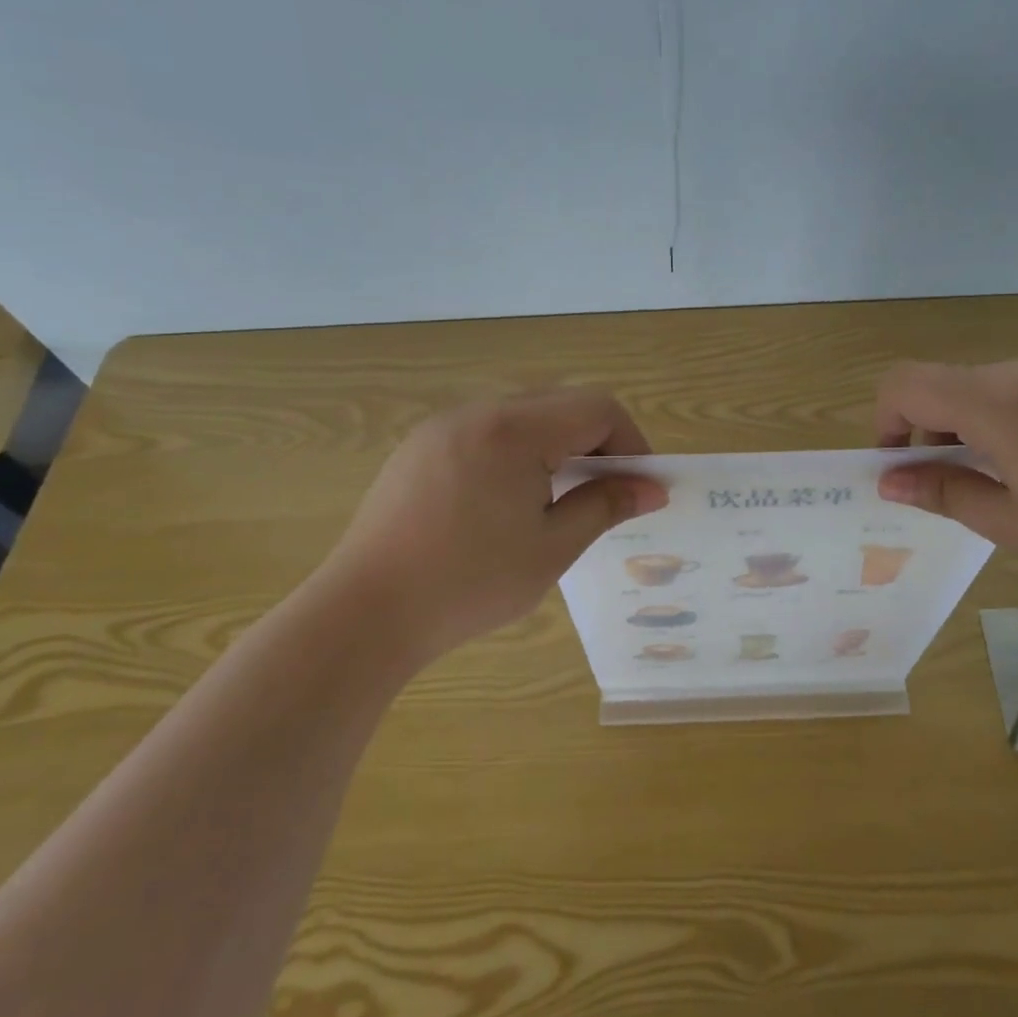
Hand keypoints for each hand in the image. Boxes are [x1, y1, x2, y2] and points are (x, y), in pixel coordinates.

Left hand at [319, 389, 666, 657]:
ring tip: (559, 499)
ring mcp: (443, 427)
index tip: (640, 487)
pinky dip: (518, 452)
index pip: (597, 408)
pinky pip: (487, 431)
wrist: (365, 613)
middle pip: (561, 403)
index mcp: (514, 430)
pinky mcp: (420, 447)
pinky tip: (508, 501)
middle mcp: (478, 412)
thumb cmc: (469, 583)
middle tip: (606, 494)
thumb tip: (652, 489)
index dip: (631, 442)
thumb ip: (605, 506)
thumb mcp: (552, 548)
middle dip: (597, 442)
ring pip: (524, 415)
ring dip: (557, 445)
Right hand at [874, 352, 1017, 594]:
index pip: (907, 383)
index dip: (886, 418)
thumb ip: (945, 492)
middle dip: (936, 429)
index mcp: (1002, 404)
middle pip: (952, 384)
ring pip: (998, 384)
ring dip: (983, 422)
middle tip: (959, 482)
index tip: (900, 462)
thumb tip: (890, 479)